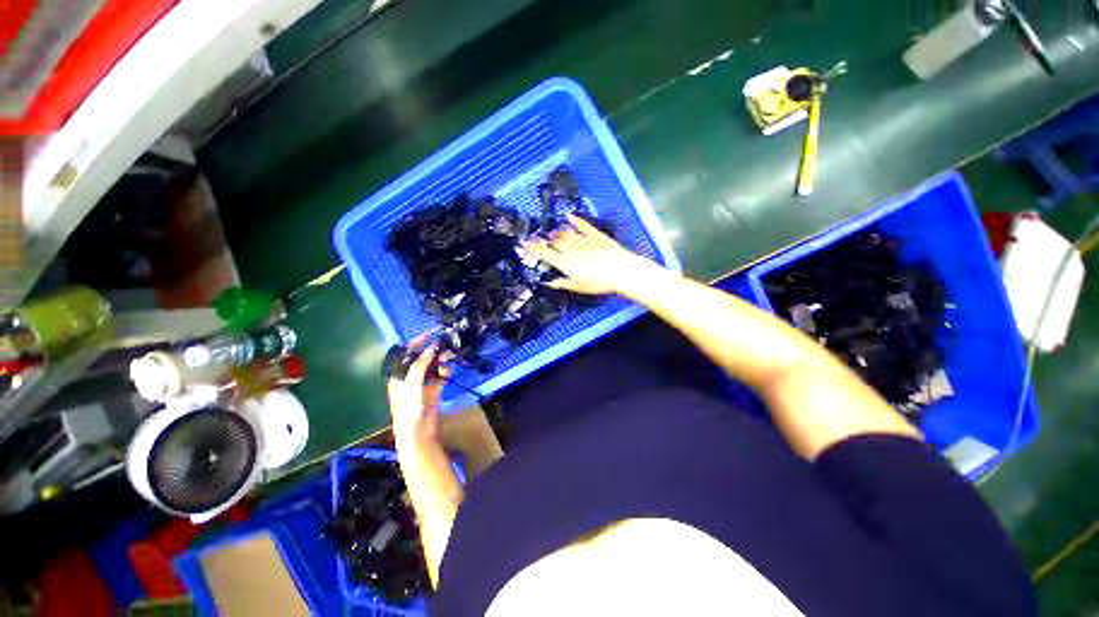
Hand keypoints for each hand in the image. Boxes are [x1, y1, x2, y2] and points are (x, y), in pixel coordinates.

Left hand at [387, 334, 451, 444]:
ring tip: (449, 358)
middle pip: (421, 359)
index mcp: (398, 375)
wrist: (417, 432)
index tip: (429, 334)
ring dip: (441, 361)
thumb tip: (431, 349)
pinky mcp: (433, 390)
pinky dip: (445, 372)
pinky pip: (440, 377)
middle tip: (444, 347)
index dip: (415, 343)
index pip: (405, 354)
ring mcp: (422, 384)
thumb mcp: (411, 384)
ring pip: (432, 367)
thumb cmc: (408, 408)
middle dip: (432, 352)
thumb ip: (420, 365)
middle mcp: (409, 378)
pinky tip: (449, 370)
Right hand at [523, 214, 652, 295]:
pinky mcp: (595, 234)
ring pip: (565, 232)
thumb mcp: (579, 287)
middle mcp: (570, 249)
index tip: (522, 242)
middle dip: (544, 240)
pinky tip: (568, 216)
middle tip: (538, 239)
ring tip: (552, 233)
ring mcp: (583, 239)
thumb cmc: (599, 283)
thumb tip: (548, 282)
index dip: (533, 248)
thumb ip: (562, 283)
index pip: (545, 254)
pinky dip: (574, 219)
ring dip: (557, 232)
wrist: (621, 271)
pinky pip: (582, 224)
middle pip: (553, 241)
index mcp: (565, 263)